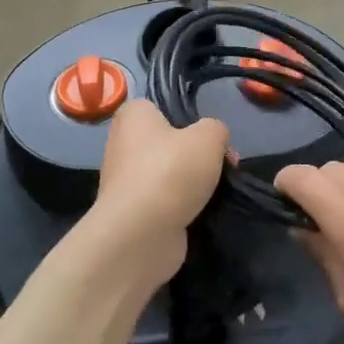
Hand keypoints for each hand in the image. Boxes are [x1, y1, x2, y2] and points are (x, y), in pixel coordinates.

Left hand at [88, 99, 229, 289]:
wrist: (140, 234)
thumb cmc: (171, 172)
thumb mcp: (209, 136)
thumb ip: (217, 129)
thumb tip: (215, 142)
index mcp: (133, 116)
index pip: (162, 109)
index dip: (191, 121)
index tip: (211, 139)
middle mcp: (122, 144)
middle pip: (169, 144)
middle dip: (196, 156)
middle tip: (221, 167)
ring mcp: (124, 181)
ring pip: (168, 175)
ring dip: (190, 185)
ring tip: (214, 194)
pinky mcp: (131, 212)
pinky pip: (164, 202)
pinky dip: (181, 208)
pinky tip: (199, 214)